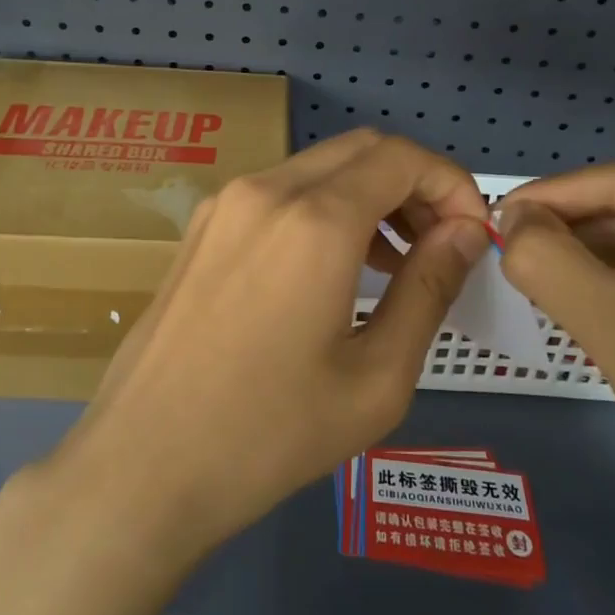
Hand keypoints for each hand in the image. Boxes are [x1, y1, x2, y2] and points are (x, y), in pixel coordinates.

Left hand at [49, 129, 490, 564]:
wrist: (142, 465)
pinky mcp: (203, 226)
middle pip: (363, 149)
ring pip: (320, 166)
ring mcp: (226, 202)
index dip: (452, 184)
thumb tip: (467, 232)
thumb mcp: (376, 376)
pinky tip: (333, 267)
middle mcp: (267, 189)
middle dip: (415, 185)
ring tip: (396, 262)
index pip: (403, 158)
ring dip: (370, 195)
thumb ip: (430, 288)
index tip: (472, 235)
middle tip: (440, 246)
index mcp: (314, 219)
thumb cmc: (270, 434)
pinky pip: (280, 191)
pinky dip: (325, 207)